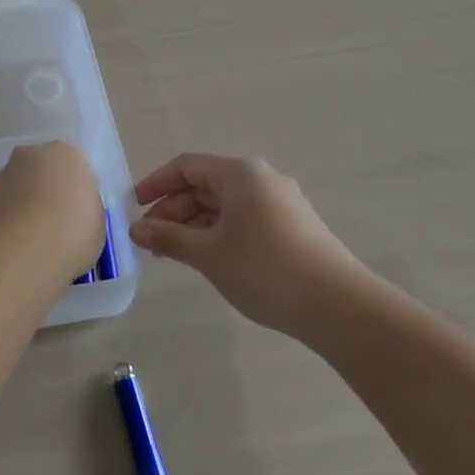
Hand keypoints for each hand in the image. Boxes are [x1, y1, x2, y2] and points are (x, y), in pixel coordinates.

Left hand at [0, 141, 105, 280]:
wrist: (26, 247)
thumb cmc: (73, 231)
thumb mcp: (97, 221)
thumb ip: (84, 208)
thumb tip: (72, 212)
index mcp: (67, 153)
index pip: (73, 168)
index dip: (74, 193)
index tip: (76, 216)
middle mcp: (33, 153)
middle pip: (42, 171)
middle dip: (46, 191)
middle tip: (54, 224)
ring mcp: (5, 172)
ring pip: (19, 186)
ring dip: (24, 204)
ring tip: (33, 239)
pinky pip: (3, 204)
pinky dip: (8, 218)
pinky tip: (16, 243)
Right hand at [130, 153, 362, 338]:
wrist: (340, 307)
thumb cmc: (265, 269)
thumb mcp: (208, 253)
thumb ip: (169, 237)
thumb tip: (136, 229)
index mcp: (240, 173)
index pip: (186, 166)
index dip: (156, 184)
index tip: (134, 206)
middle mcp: (261, 179)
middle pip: (205, 185)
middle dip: (174, 209)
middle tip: (150, 238)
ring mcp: (281, 202)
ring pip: (225, 204)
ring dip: (194, 224)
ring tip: (173, 252)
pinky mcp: (294, 227)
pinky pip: (244, 219)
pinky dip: (219, 232)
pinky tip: (208, 258)